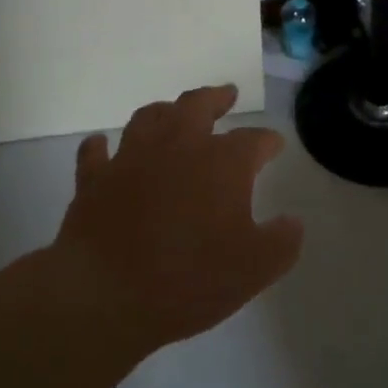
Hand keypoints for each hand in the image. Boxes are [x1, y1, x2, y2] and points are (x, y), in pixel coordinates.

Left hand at [50, 85, 301, 357]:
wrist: (106, 294)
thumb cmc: (190, 279)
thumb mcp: (254, 269)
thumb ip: (281, 242)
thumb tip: (293, 221)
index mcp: (222, 162)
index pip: (254, 140)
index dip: (268, 141)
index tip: (275, 145)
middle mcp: (178, 146)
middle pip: (198, 105)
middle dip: (216, 97)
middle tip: (226, 94)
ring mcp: (132, 157)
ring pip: (150, 117)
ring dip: (165, 112)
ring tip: (173, 113)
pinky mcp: (95, 178)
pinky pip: (96, 152)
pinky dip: (101, 146)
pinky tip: (103, 145)